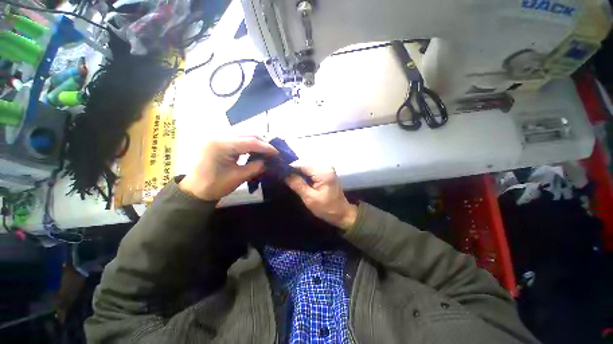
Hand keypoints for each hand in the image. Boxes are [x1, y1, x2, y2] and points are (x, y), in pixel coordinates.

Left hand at [179, 137, 277, 200]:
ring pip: (242, 135)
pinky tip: (254, 151)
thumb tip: (268, 161)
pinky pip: (237, 139)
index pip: (250, 142)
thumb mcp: (238, 177)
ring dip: (255, 143)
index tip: (277, 153)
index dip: (266, 147)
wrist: (194, 191)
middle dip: (262, 143)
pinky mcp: (218, 142)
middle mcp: (218, 136)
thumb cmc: (215, 186)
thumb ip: (256, 167)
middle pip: (246, 134)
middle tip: (272, 152)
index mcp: (221, 145)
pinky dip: (247, 144)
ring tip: (265, 152)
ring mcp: (217, 138)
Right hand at [285, 166, 357, 230]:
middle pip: (304, 165)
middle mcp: (325, 166)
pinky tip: (300, 181)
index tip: (281, 175)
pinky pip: (312, 171)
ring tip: (291, 181)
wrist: (342, 213)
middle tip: (285, 180)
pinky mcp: (326, 172)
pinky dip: (305, 175)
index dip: (290, 169)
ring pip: (307, 167)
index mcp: (323, 172)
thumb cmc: (327, 208)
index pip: (301, 165)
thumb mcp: (310, 198)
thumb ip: (297, 184)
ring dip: (299, 174)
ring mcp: (327, 168)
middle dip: (294, 172)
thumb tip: (285, 173)